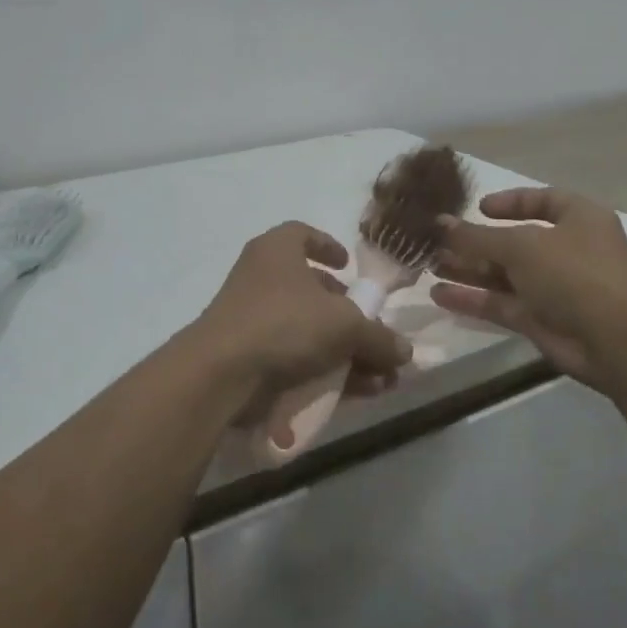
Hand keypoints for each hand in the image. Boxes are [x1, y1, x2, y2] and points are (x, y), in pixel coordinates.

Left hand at [192, 222, 411, 397]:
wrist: (221, 373)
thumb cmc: (285, 323)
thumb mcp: (345, 325)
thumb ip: (379, 337)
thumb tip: (405, 352)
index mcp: (278, 250)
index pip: (303, 234)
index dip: (328, 246)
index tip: (349, 266)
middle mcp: (261, 278)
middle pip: (311, 290)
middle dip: (348, 314)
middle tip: (372, 332)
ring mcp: (251, 319)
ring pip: (307, 330)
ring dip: (346, 351)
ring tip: (379, 377)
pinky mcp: (248, 356)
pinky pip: (295, 358)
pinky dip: (325, 371)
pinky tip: (358, 393)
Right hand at [430, 188, 626, 389]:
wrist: (616, 340)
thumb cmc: (575, 273)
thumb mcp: (521, 246)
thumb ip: (477, 237)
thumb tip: (439, 224)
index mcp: (578, 218)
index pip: (542, 201)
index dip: (510, 202)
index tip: (478, 208)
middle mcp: (567, 250)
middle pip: (514, 242)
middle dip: (476, 242)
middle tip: (436, 242)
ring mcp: (553, 287)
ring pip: (503, 275)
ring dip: (468, 270)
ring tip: (429, 266)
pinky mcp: (540, 320)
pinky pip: (501, 304)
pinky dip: (473, 299)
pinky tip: (440, 295)